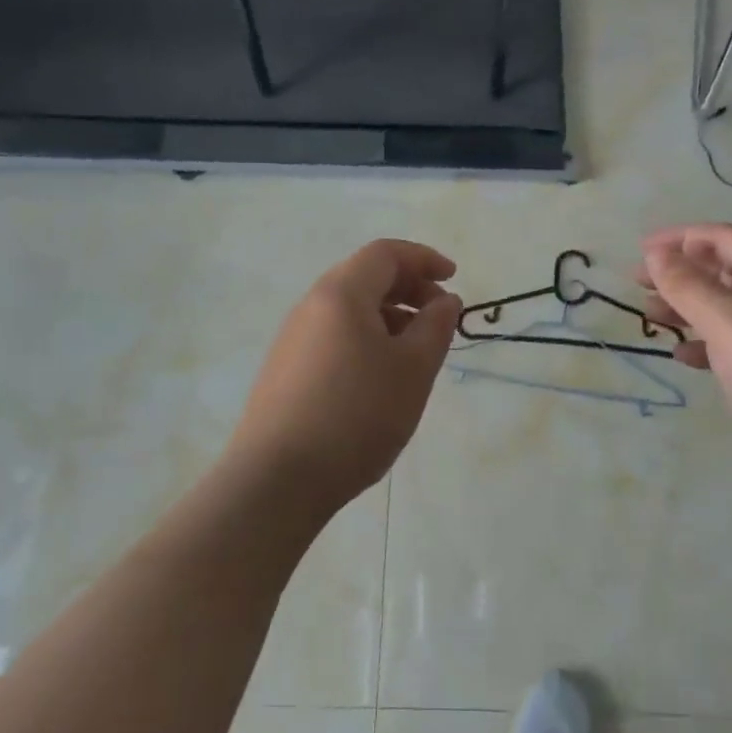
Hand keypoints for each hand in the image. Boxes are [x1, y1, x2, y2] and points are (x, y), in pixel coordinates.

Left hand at [224, 239, 461, 513]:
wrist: (277, 479)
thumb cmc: (357, 415)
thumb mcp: (413, 369)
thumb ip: (435, 326)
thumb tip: (444, 300)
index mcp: (341, 293)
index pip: (386, 253)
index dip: (424, 259)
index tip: (454, 279)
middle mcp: (310, 306)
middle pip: (365, 277)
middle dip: (409, 288)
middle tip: (439, 318)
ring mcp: (292, 339)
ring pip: (349, 310)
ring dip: (389, 318)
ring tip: (415, 353)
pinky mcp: (285, 370)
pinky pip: (333, 337)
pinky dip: (366, 340)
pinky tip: (379, 379)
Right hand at [638, 223, 731, 492]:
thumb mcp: (726, 320)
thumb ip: (686, 283)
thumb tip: (655, 251)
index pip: (726, 238)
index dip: (682, 237)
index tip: (641, 249)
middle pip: (724, 270)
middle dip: (680, 271)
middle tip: (637, 282)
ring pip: (725, 309)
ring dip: (687, 306)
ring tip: (651, 315)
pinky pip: (731, 346)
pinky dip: (703, 344)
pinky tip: (682, 355)